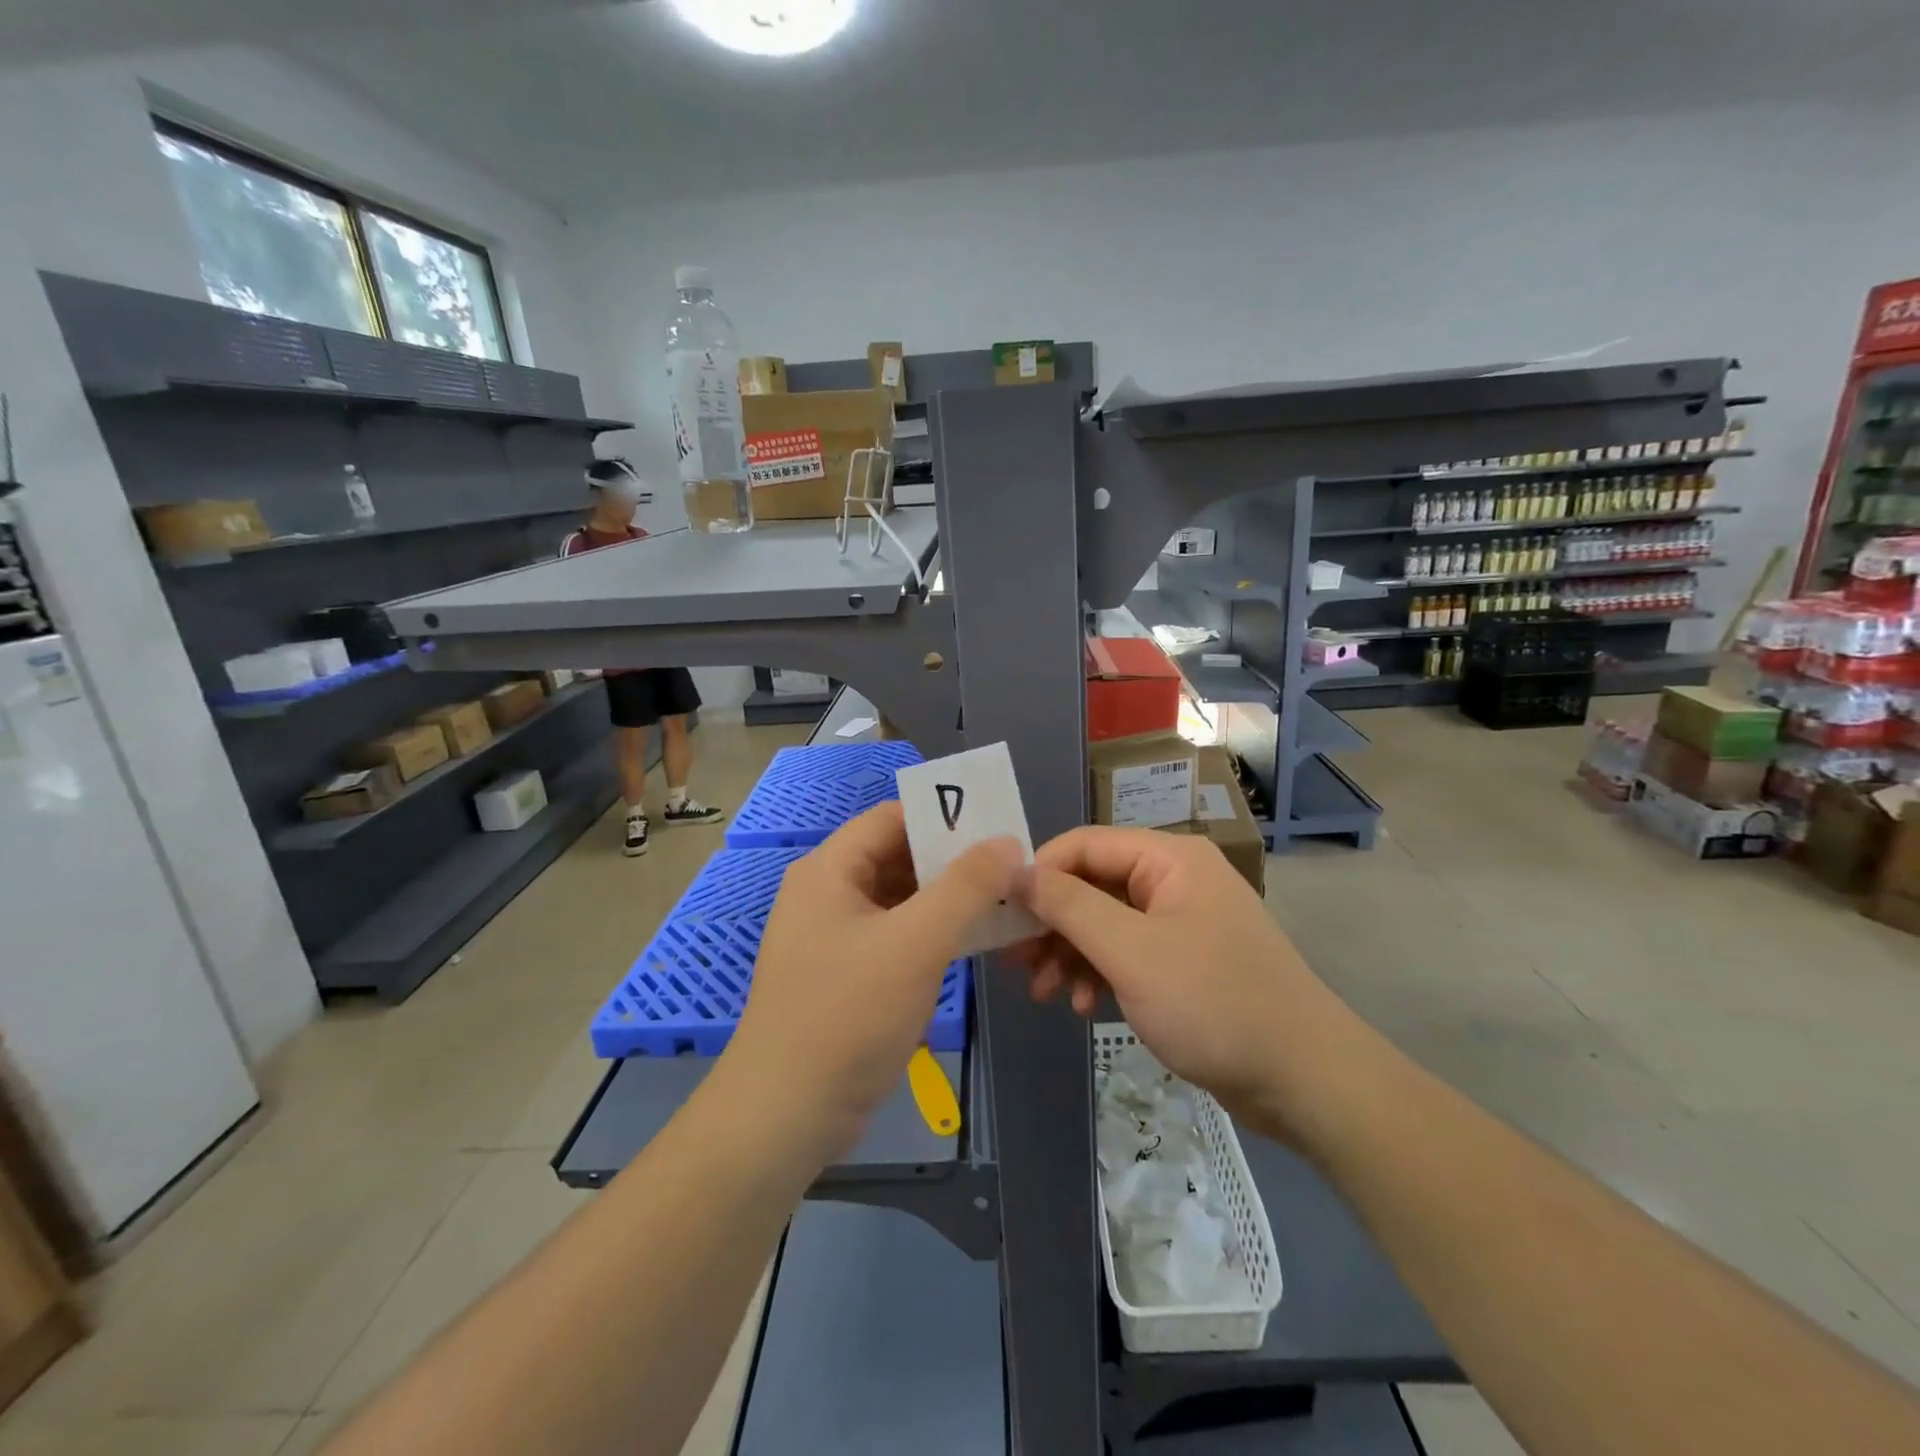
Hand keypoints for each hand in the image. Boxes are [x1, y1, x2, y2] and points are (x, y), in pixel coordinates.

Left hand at [721, 802, 1020, 1160]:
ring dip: (946, 900)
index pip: (892, 818)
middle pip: (897, 857)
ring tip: (1003, 903)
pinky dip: (931, 934)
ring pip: (899, 900)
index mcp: (829, 870)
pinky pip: (894, 936)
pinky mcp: (844, 975)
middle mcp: (827, 894)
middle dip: (952, 862)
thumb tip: (1006, 842)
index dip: (944, 817)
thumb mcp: (916, 943)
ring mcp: (833, 937)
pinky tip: (971, 943)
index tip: (998, 829)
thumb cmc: (848, 1015)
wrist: (786, 1114)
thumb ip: (966, 887)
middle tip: (1010, 870)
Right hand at [1014, 826, 1368, 1143]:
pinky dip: (1098, 974)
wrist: (1304, 1080)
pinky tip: (1083, 1006)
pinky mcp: (1182, 963)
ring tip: (1044, 994)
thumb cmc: (1214, 1003)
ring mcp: (1179, 923)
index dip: (1038, 874)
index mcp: (1168, 859)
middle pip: (1091, 885)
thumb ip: (1069, 906)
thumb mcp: (1131, 952)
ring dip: (1069, 954)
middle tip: (1013, 961)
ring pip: (1103, 923)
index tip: (1001, 915)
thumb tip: (1016, 870)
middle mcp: (1172, 880)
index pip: (1083, 845)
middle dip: (1051, 923)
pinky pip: (1125, 954)